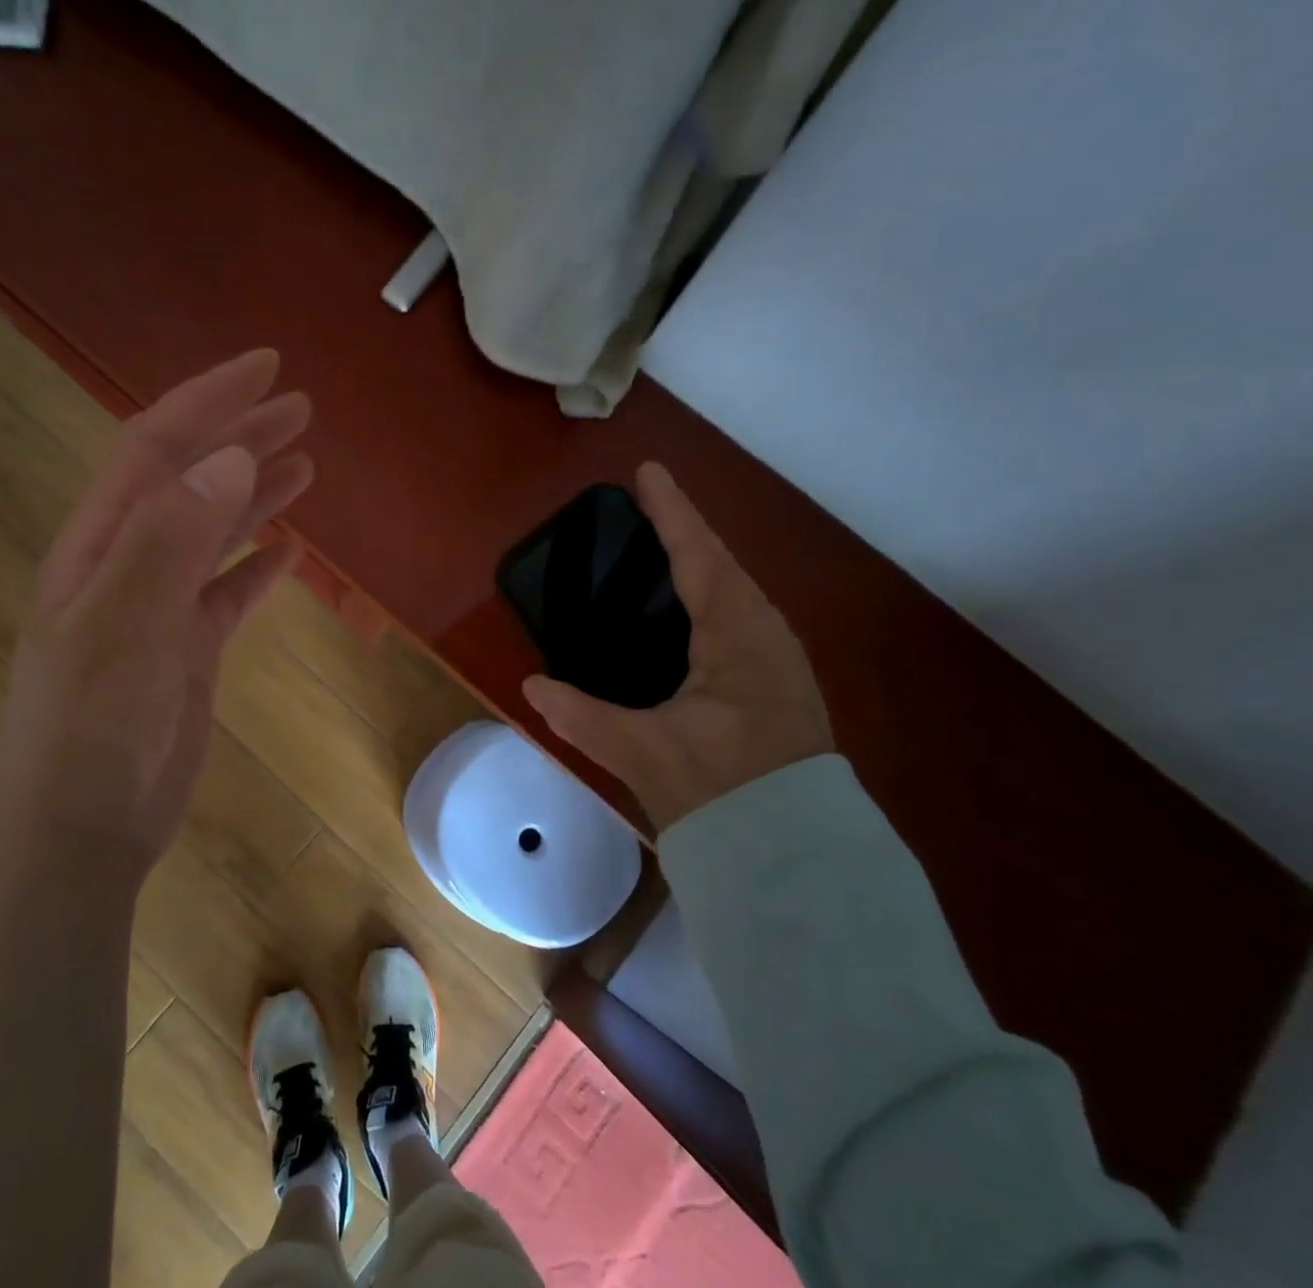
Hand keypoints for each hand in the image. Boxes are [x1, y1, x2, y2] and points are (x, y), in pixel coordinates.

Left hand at [0, 349, 313, 873]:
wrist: (79, 829)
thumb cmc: (89, 726)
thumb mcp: (122, 626)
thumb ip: (170, 539)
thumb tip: (230, 459)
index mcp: (102, 543)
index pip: (157, 448)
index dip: (209, 400)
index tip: (267, 368)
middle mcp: (130, 563)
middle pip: (191, 480)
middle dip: (241, 436)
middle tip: (300, 407)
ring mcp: (160, 608)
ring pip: (215, 532)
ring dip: (256, 493)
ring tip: (304, 463)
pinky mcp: (187, 651)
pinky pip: (229, 594)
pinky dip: (258, 567)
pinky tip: (289, 552)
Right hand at [522, 462, 832, 833]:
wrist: (793, 854)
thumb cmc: (723, 790)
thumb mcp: (643, 752)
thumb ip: (583, 717)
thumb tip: (533, 687)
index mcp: (738, 634)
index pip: (698, 556)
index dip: (671, 512)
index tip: (648, 471)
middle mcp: (764, 633)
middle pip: (719, 563)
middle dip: (683, 530)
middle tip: (645, 505)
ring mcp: (775, 657)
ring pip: (732, 589)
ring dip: (697, 561)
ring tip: (660, 546)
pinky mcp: (773, 681)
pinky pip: (734, 615)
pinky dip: (705, 595)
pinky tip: (683, 610)